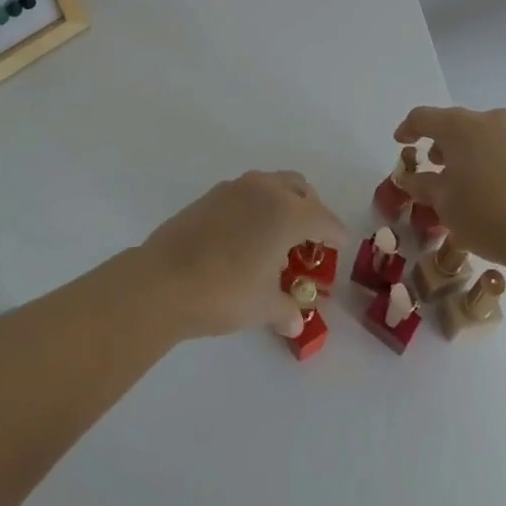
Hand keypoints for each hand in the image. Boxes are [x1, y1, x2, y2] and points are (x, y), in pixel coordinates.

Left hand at [137, 171, 348, 340]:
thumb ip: (286, 309)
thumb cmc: (225, 291)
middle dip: (310, 209)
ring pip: (270, 185)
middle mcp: (264, 189)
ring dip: (282, 205)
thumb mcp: (264, 306)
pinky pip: (246, 193)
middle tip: (311, 240)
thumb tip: (295, 320)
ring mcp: (234, 188)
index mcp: (287, 211)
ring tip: (279, 240)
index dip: (336, 234)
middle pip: (299, 188)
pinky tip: (248, 238)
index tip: (340, 247)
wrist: (164, 279)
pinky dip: (256, 208)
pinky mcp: (211, 195)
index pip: (324, 218)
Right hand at [393, 106, 505, 279]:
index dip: (407, 129)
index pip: (422, 117)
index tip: (400, 144)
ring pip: (477, 136)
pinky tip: (483, 189)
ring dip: (463, 152)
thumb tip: (409, 178)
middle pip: (452, 124)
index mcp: (457, 125)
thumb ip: (422, 185)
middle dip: (438, 143)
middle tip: (430, 166)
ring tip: (457, 181)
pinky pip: (497, 149)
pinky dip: (484, 161)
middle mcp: (485, 120)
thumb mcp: (443, 203)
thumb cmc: (486, 214)